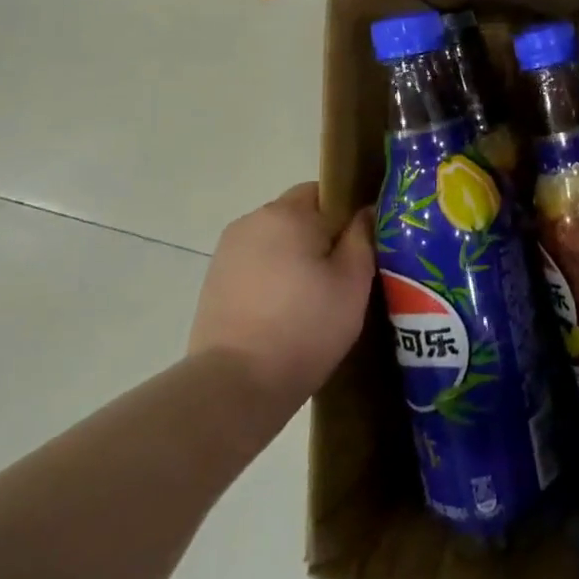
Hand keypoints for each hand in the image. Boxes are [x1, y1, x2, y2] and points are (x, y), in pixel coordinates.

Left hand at [188, 183, 374, 403]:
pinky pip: (256, 267)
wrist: (235, 387)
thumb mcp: (354, 281)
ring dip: (295, 259)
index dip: (347, 215)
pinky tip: (285, 314)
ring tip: (313, 299)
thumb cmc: (305, 326)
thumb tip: (365, 212)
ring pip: (276, 243)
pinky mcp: (213, 284)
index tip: (361, 247)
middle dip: (321, 238)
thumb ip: (363, 237)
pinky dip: (273, 281)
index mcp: (287, 213)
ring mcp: (227, 254)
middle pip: (298, 216)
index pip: (326, 191)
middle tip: (343, 276)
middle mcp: (252, 222)